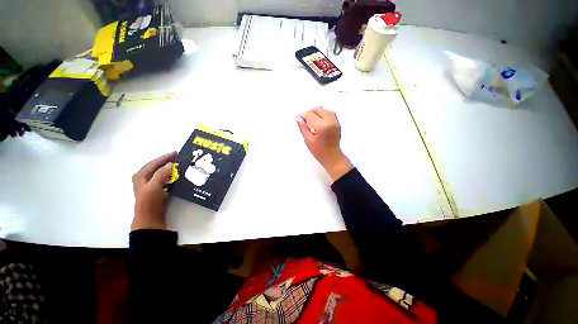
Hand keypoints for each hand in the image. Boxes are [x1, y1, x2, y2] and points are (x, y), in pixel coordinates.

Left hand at [131, 151, 176, 230]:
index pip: (153, 163)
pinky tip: (179, 175)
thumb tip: (170, 164)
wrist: (150, 217)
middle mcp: (144, 178)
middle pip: (157, 166)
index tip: (175, 152)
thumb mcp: (153, 186)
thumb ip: (161, 174)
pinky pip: (165, 179)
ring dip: (170, 168)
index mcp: (140, 176)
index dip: (164, 157)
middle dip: (167, 161)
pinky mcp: (157, 189)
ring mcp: (151, 184)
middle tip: (179, 158)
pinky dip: (172, 175)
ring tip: (181, 165)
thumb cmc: (149, 201)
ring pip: (161, 172)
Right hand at [296, 107, 352, 181]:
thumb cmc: (320, 152)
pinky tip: (319, 122)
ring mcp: (335, 122)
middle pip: (317, 109)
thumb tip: (298, 118)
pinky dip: (323, 114)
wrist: (332, 157)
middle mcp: (330, 121)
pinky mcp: (337, 123)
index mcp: (322, 127)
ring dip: (316, 113)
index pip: (310, 115)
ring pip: (324, 109)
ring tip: (311, 122)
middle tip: (304, 120)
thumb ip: (303, 127)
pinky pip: (330, 113)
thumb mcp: (308, 140)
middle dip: (309, 113)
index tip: (298, 118)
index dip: (302, 115)